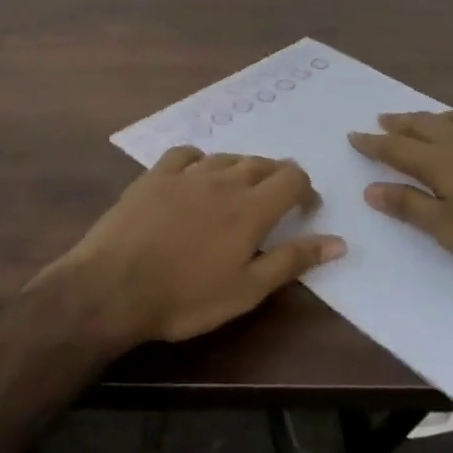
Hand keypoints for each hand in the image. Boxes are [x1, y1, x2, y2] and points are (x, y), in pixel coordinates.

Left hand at [37, 147, 344, 345]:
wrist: (114, 287)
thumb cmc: (186, 297)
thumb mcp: (247, 290)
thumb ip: (293, 260)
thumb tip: (339, 242)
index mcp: (251, 208)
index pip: (292, 177)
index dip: (305, 189)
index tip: (305, 209)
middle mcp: (224, 180)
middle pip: (262, 163)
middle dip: (276, 178)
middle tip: (275, 203)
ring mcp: (187, 174)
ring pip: (227, 157)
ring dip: (241, 169)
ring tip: (238, 191)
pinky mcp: (155, 175)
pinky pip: (185, 154)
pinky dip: (200, 160)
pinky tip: (196, 174)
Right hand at [349, 109, 452, 275]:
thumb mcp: (448, 229)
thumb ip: (410, 206)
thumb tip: (371, 189)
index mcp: (439, 161)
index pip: (396, 149)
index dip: (373, 143)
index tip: (353, 135)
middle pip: (422, 126)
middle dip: (399, 124)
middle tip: (382, 120)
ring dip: (431, 117)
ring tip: (422, 119)